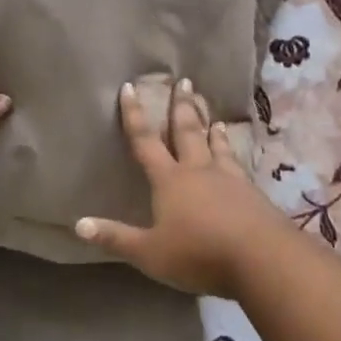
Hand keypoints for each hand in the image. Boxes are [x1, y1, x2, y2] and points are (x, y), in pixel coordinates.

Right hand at [74, 79, 288, 296]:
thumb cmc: (198, 253)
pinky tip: (238, 157)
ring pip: (216, 146)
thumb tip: (79, 224)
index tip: (130, 87)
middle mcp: (198, 171)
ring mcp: (229, 180)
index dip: (135, 115)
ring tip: (212, 115)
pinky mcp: (252, 194)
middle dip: (181, 107)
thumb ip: (117, 238)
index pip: (146, 142)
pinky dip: (233, 153)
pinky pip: (238, 165)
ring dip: (211, 128)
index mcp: (170, 180)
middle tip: (184, 82)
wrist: (262, 258)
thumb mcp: (150, 253)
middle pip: (187, 132)